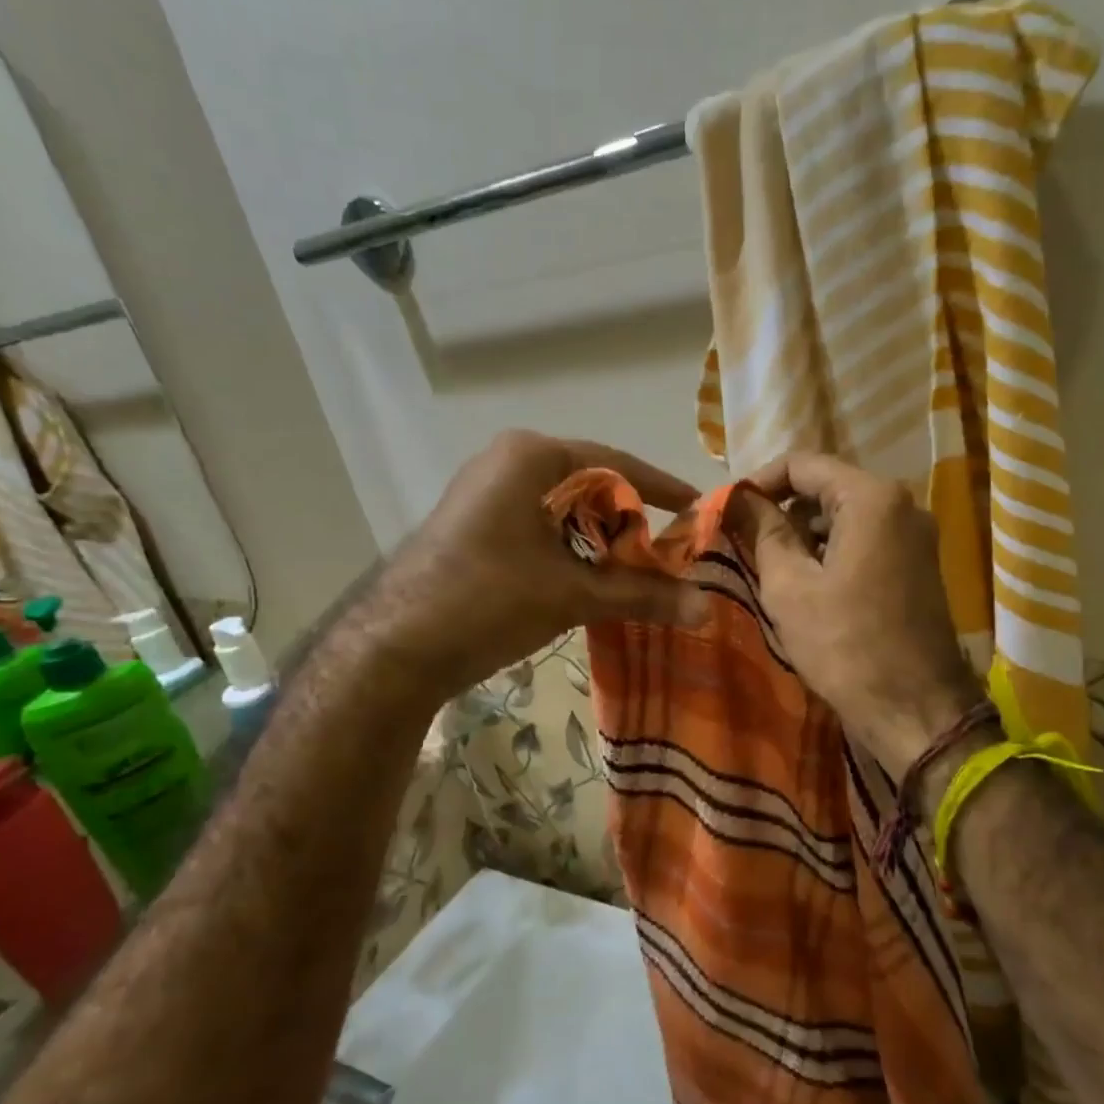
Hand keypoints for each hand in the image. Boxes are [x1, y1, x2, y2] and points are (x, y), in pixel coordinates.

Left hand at [364, 431, 707, 704]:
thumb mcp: (573, 595)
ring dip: (599, 543)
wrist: (396, 647)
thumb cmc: (490, 599)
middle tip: (664, 557)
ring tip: (631, 577)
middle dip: (628, 524)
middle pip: (590, 487)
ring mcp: (485, 494)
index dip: (661, 489)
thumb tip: (707, 608)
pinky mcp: (474, 526)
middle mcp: (508, 462)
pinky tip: (587, 583)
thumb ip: (643, 595)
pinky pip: (538, 528)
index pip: (617, 464)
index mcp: (532, 456)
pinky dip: (569, 552)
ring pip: (563, 511)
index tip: (698, 509)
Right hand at [738, 453, 982, 778]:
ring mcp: (916, 536)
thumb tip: (740, 499)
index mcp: (872, 498)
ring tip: (770, 567)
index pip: (803, 465)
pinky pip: (866, 541)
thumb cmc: (845, 646)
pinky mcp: (918, 565)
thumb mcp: (790, 587)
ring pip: (846, 517)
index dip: (759, 482)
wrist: (916, 711)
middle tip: (744, 541)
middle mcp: (903, 504)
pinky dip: (832, 552)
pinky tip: (807, 585)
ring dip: (806, 535)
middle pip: (827, 488)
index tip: (729, 508)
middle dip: (783, 510)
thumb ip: (764, 532)